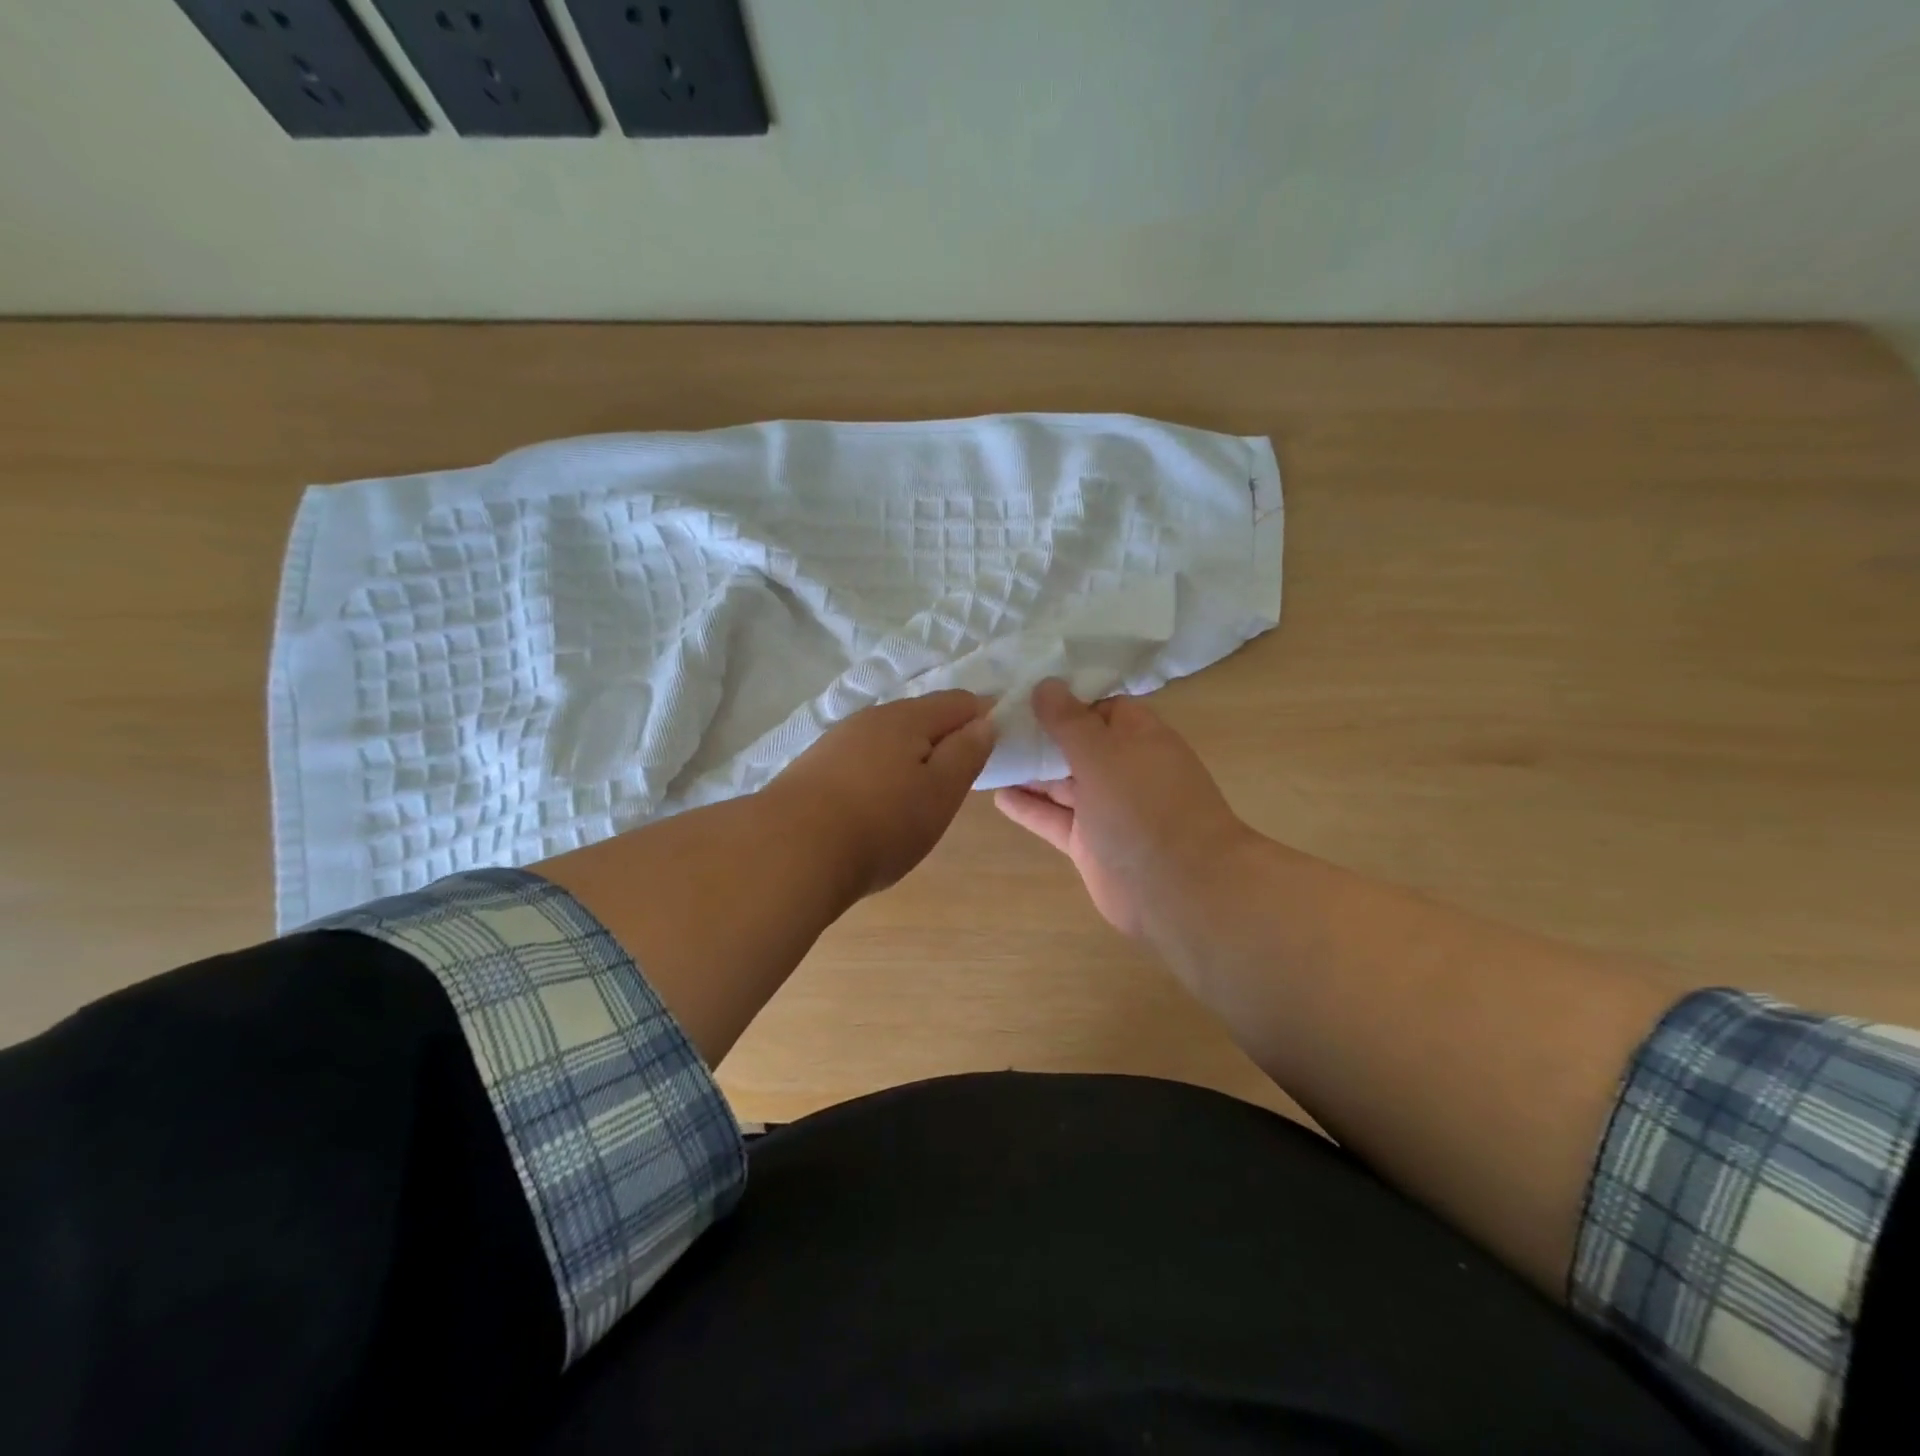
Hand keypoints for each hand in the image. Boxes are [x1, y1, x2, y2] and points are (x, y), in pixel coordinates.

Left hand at [768, 690, 996, 900]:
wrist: (790, 851)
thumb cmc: (882, 823)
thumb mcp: (941, 792)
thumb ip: (967, 752)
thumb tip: (984, 721)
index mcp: (908, 717)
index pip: (959, 701)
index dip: (983, 718)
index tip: (994, 748)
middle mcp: (871, 718)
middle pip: (920, 717)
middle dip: (944, 740)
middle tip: (957, 782)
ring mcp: (837, 742)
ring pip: (887, 739)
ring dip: (909, 758)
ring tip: (916, 799)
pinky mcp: (813, 768)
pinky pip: (861, 760)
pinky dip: (879, 774)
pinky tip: (874, 806)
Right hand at [994, 680, 1251, 938]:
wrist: (1178, 890)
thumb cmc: (1144, 807)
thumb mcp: (1102, 753)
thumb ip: (1069, 721)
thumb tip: (1046, 684)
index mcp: (1140, 738)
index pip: (1102, 708)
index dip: (1067, 700)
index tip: (1025, 691)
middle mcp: (1124, 769)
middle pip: (1078, 744)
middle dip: (1041, 734)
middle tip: (994, 721)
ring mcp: (1107, 809)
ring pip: (1063, 783)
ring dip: (1031, 770)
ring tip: (987, 753)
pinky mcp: (1089, 843)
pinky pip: (1054, 818)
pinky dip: (1029, 807)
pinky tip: (996, 794)